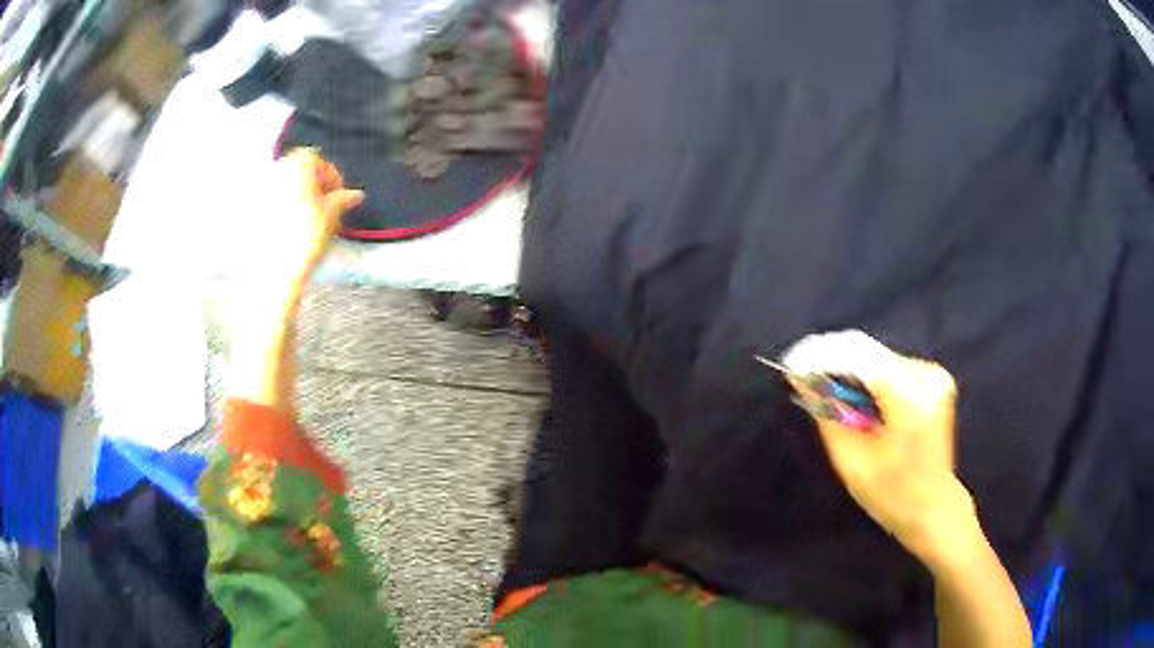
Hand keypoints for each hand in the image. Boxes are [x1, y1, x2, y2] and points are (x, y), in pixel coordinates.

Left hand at [241, 149, 364, 299]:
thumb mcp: (332, 216)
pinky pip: (270, 202)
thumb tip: (356, 195)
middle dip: (312, 183)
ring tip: (309, 218)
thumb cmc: (306, 236)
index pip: (316, 159)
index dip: (330, 175)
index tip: (339, 195)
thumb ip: (343, 200)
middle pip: (297, 170)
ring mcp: (260, 191)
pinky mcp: (251, 212)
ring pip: (283, 186)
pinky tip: (291, 228)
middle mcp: (275, 171)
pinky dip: (282, 209)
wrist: (274, 271)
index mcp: (295, 165)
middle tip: (325, 205)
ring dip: (298, 195)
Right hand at [785, 333, 974, 558]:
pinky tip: (859, 403)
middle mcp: (926, 376)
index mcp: (911, 400)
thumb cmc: (893, 495)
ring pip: (877, 358)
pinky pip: (889, 367)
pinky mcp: (933, 377)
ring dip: (850, 373)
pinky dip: (867, 379)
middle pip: (869, 354)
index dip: (823, 356)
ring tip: (831, 399)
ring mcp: (933, 374)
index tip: (792, 364)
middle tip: (804, 381)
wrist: (935, 507)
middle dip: (834, 364)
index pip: (861, 357)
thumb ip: (829, 415)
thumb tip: (803, 379)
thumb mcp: (852, 462)